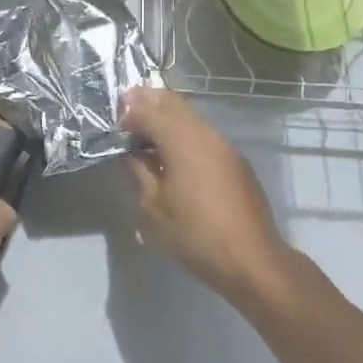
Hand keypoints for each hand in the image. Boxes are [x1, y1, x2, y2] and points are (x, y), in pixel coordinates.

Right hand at [121, 86, 292, 307]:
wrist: (250, 259)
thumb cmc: (194, 235)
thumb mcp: (153, 207)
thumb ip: (139, 172)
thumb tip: (130, 152)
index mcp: (181, 141)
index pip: (148, 110)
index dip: (127, 112)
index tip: (111, 123)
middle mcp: (204, 133)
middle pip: (172, 103)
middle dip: (146, 103)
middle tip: (124, 116)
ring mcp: (223, 144)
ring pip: (189, 115)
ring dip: (166, 117)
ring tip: (145, 134)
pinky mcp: (234, 159)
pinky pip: (202, 133)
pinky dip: (183, 132)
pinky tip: (172, 153)